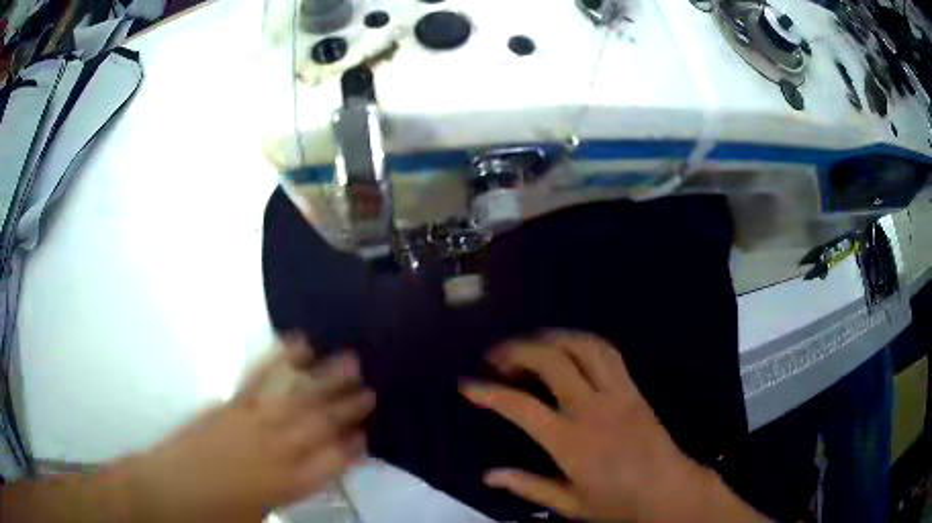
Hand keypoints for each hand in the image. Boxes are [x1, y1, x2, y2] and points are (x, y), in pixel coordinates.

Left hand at [128, 336, 374, 522]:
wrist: (166, 493)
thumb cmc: (215, 516)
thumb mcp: (258, 519)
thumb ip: (285, 496)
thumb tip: (303, 477)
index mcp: (286, 485)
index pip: (332, 464)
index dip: (352, 449)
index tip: (368, 436)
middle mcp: (276, 451)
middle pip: (320, 427)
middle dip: (348, 409)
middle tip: (373, 391)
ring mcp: (252, 422)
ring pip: (297, 399)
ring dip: (325, 380)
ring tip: (350, 360)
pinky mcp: (230, 405)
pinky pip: (258, 379)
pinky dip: (278, 359)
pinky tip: (295, 344)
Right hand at [461, 332, 742, 521]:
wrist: (668, 490)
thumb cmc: (617, 502)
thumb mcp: (568, 504)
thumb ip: (528, 486)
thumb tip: (489, 475)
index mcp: (570, 442)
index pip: (520, 407)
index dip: (489, 393)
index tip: (468, 385)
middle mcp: (592, 409)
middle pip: (551, 362)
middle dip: (517, 351)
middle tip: (496, 357)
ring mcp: (616, 394)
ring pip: (582, 348)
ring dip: (551, 338)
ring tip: (530, 343)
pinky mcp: (633, 388)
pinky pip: (608, 353)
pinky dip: (582, 342)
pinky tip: (569, 347)